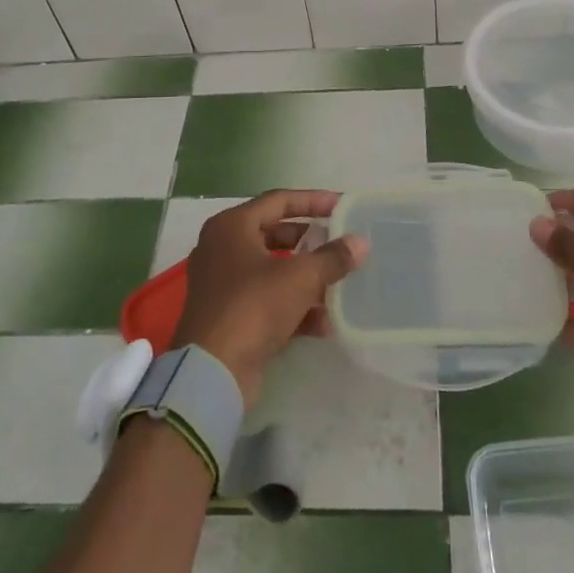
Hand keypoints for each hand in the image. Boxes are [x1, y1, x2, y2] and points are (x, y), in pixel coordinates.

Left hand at [171, 189, 367, 406]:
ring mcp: (223, 284)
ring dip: (306, 279)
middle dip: (311, 243)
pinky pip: (267, 300)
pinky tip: (323, 323)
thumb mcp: (300, 277)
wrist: (212, 372)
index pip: (278, 200)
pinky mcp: (228, 316)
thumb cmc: (253, 306)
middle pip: (275, 235)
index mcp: (232, 226)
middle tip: (340, 244)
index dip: (313, 201)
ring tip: (339, 285)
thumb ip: (332, 257)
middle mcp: (222, 248)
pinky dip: (293, 307)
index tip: (342, 205)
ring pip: (273, 270)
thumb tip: (361, 243)